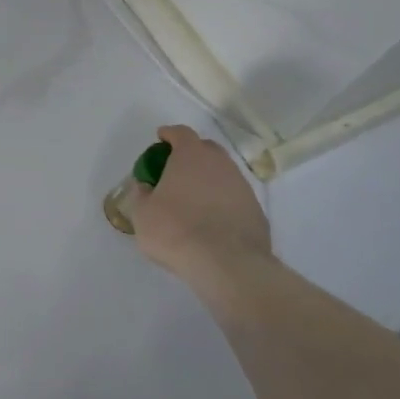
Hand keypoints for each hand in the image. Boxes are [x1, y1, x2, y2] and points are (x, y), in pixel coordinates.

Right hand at [131, 124, 270, 285]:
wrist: (228, 266)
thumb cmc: (176, 230)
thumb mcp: (142, 214)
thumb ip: (141, 194)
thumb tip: (146, 188)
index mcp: (191, 155)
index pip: (181, 133)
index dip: (169, 134)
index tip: (161, 140)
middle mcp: (220, 164)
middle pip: (206, 149)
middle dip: (192, 154)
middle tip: (177, 170)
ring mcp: (243, 187)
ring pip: (224, 174)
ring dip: (209, 180)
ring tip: (195, 200)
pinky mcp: (257, 212)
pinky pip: (235, 198)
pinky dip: (223, 202)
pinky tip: (214, 221)